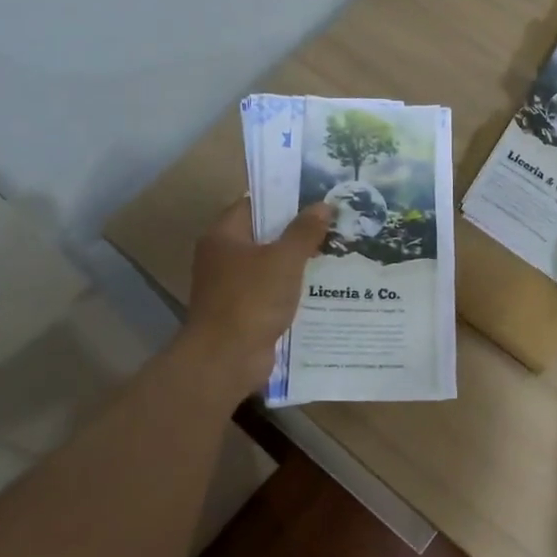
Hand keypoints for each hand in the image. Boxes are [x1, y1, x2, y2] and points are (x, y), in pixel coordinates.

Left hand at [182, 198, 330, 380]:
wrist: (226, 360)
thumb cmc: (251, 299)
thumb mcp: (284, 259)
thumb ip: (304, 231)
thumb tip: (323, 205)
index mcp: (224, 236)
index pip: (254, 204)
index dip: (284, 197)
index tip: (315, 195)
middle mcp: (222, 257)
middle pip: (263, 234)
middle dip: (296, 230)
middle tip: (332, 222)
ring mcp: (231, 287)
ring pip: (270, 265)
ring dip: (296, 262)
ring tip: (334, 251)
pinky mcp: (243, 312)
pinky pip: (271, 291)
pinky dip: (291, 289)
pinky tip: (321, 286)